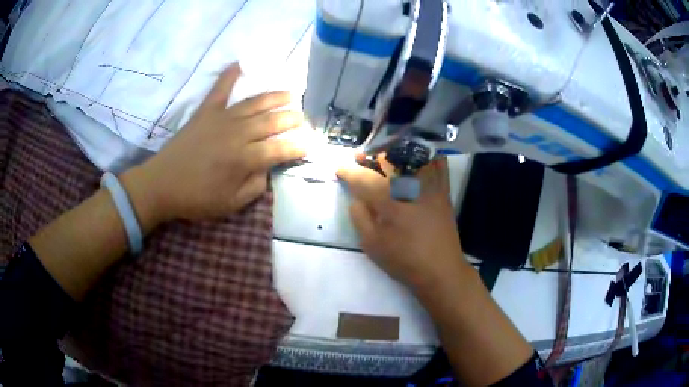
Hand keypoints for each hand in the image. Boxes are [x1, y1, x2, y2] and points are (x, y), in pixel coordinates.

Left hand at [122, 63, 305, 226]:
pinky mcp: (206, 112)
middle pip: (272, 121)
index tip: (309, 145)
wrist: (162, 184)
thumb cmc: (197, 198)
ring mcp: (222, 118)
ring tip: (290, 94)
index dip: (298, 147)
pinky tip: (240, 64)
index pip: (280, 149)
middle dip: (292, 119)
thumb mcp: (231, 204)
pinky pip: (220, 89)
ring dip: (275, 97)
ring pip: (255, 103)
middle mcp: (238, 133)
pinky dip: (229, 75)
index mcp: (245, 159)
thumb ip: (255, 186)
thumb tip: (267, 169)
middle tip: (303, 118)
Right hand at [336, 156, 465, 290]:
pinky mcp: (444, 191)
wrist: (440, 270)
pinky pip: (439, 164)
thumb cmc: (404, 260)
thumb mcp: (372, 244)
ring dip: (395, 151)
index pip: (364, 178)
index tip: (340, 169)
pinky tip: (417, 154)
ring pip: (413, 157)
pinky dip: (428, 155)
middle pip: (389, 160)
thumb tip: (355, 197)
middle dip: (371, 155)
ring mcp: (430, 187)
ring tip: (383, 155)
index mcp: (390, 203)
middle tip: (359, 156)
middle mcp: (411, 188)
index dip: (349, 172)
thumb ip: (359, 217)